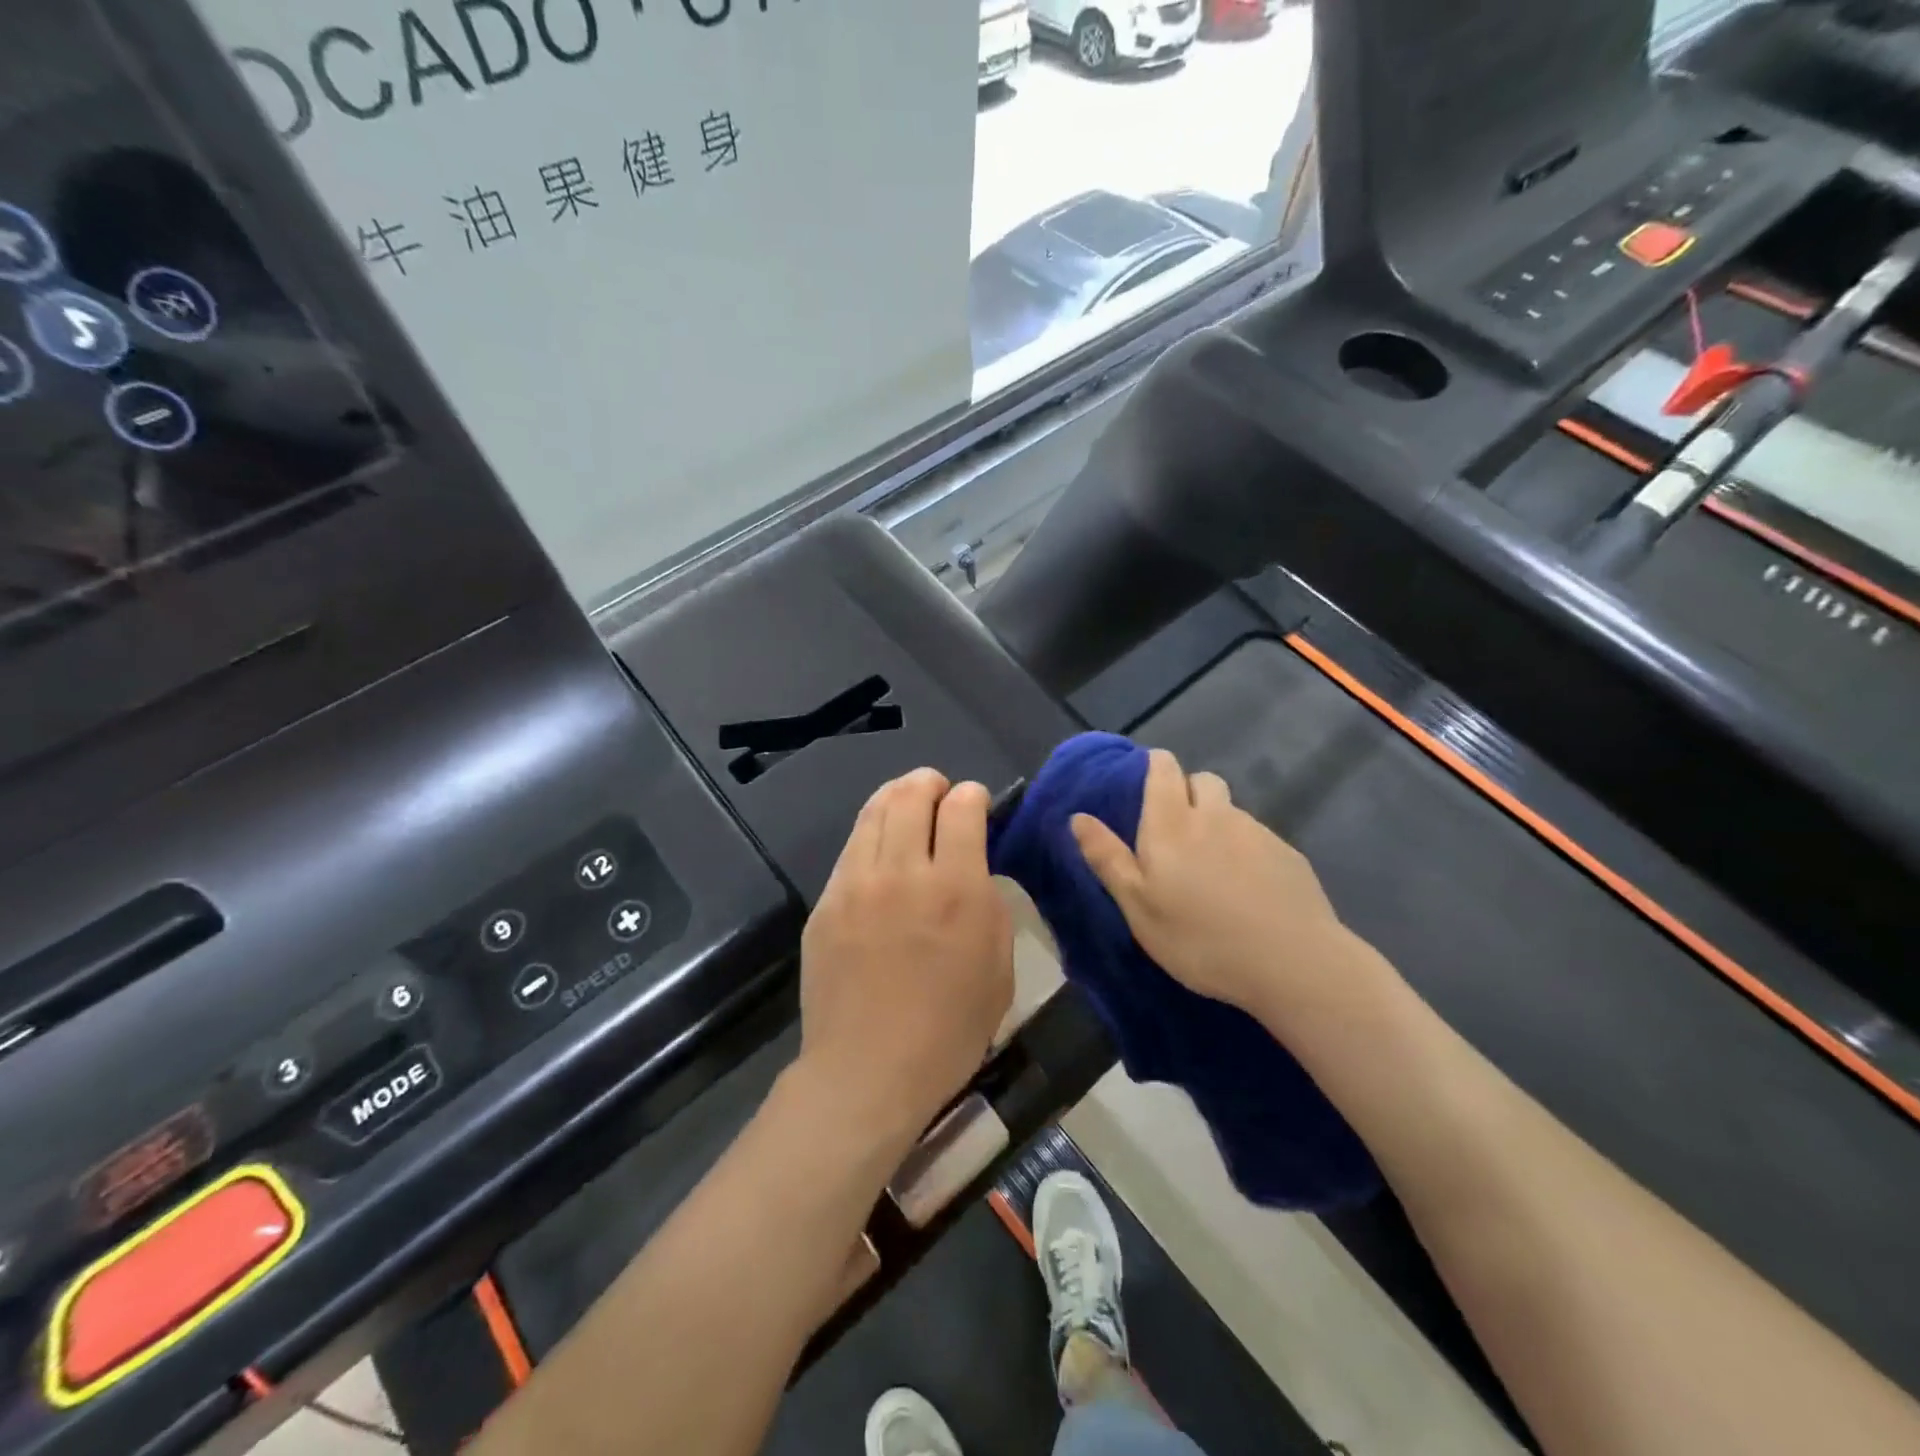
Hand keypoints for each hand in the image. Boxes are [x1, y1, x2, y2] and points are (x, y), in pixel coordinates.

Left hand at [796, 769, 1013, 1154]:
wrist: (867, 1070)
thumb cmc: (949, 1030)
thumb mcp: (998, 967)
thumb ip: (988, 903)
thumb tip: (972, 869)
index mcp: (956, 887)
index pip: (961, 808)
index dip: (971, 795)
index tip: (974, 801)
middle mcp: (903, 872)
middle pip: (911, 795)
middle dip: (930, 783)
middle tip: (938, 790)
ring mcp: (856, 884)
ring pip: (873, 812)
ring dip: (895, 796)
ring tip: (906, 800)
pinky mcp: (826, 902)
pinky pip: (850, 849)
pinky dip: (870, 832)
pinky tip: (878, 844)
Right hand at [1070, 748, 1368, 1023]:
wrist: (1292, 963)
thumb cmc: (1199, 938)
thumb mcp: (1138, 906)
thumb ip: (1108, 858)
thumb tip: (1078, 817)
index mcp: (1172, 823)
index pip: (1163, 769)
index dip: (1154, 767)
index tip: (1147, 783)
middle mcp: (1216, 815)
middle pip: (1202, 780)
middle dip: (1187, 790)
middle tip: (1177, 830)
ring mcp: (1257, 832)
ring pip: (1231, 811)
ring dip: (1217, 823)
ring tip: (1213, 868)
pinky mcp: (1288, 854)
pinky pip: (1258, 837)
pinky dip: (1246, 850)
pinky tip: (1247, 889)